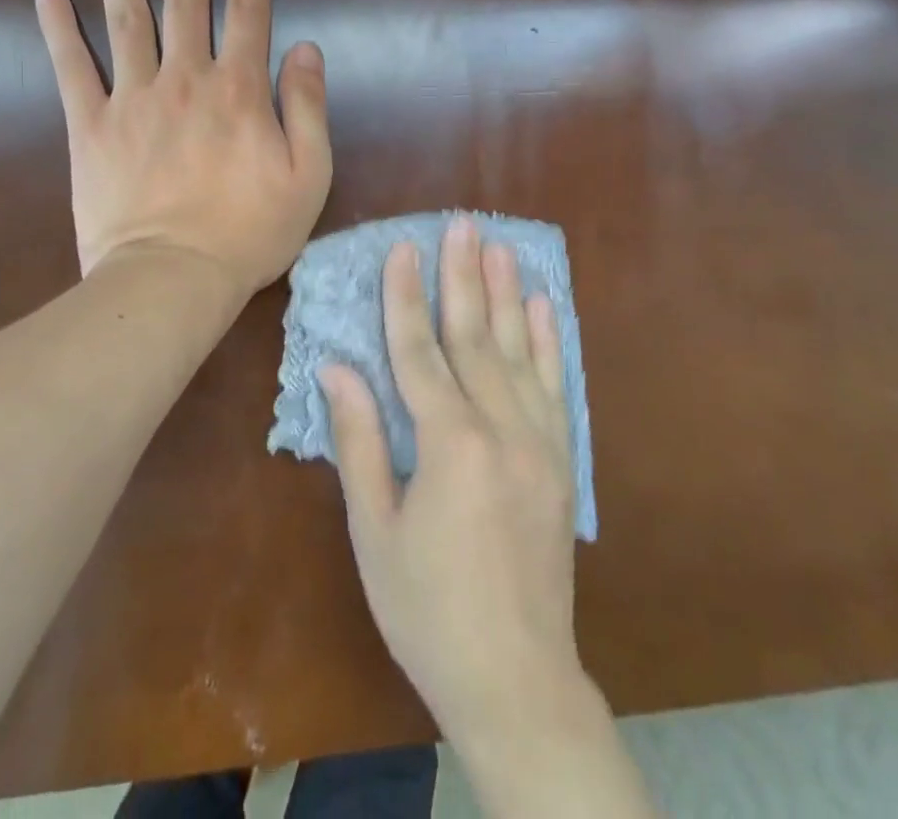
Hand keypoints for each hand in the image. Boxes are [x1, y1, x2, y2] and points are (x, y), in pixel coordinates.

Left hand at [35, 0, 331, 302]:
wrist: (172, 278)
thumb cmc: (249, 232)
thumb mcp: (309, 175)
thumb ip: (308, 107)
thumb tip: (306, 48)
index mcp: (238, 89)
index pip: (247, 7)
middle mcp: (185, 78)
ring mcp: (133, 99)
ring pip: (125, 18)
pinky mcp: (90, 127)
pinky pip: (71, 69)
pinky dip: (58, 30)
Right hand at [321, 217, 587, 746]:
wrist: (516, 676)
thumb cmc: (427, 608)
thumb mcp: (376, 530)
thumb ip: (360, 441)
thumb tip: (337, 369)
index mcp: (449, 445)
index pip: (420, 351)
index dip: (406, 297)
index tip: (403, 247)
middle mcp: (500, 429)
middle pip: (474, 336)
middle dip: (462, 275)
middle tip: (460, 222)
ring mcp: (539, 441)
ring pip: (517, 350)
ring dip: (505, 293)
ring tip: (498, 244)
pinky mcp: (561, 458)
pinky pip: (554, 384)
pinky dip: (546, 340)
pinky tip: (540, 306)